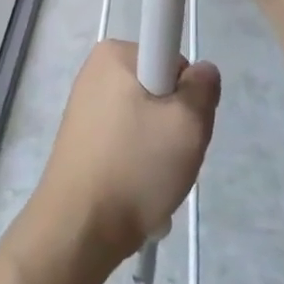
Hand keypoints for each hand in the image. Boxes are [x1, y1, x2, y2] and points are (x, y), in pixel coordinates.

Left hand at [28, 39, 219, 266]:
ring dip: (158, 147)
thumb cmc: (135, 166)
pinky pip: (126, 140)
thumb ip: (204, 88)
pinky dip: (138, 161)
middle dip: (174, 122)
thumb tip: (202, 72)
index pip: (172, 57)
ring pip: (145, 118)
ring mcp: (85, 105)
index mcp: (114, 54)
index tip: (181, 122)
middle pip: (160, 88)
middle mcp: (96, 71)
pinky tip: (137, 188)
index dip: (186, 91)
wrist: (79, 229)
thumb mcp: (188, 124)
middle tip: (173, 155)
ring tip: (153, 178)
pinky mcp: (82, 138)